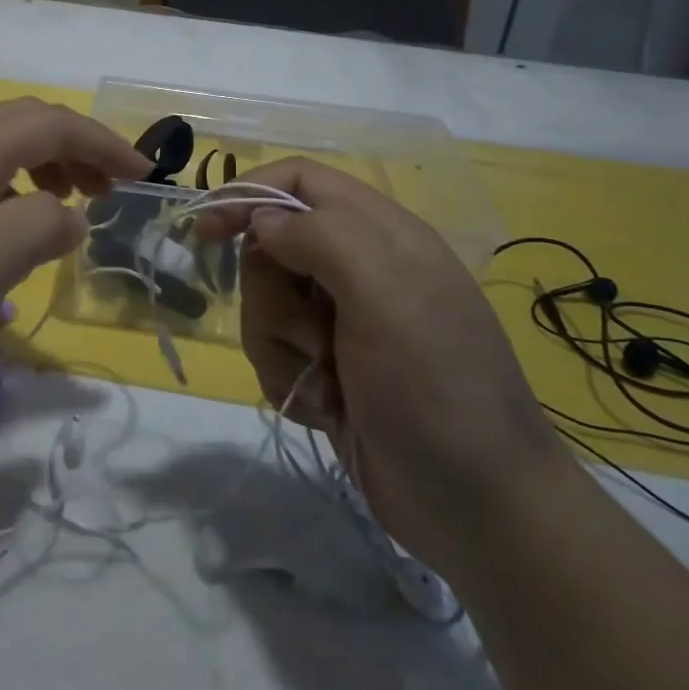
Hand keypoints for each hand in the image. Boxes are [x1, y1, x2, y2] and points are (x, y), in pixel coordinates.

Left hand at [0, 98, 150, 395]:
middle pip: (29, 122)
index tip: (143, 174)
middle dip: (79, 146)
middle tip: (111, 187)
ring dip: (52, 162)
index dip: (102, 143)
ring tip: (75, 202)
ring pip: (8, 145)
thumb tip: (71, 218)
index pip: (50, 124)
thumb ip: (45, 223)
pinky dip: (24, 185)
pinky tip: (27, 222)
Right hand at [206, 158, 563, 577]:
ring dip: (280, 345)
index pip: (298, 179)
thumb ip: (320, 236)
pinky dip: (289, 378)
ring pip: (265, 303)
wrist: (479, 511)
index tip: (209, 230)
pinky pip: (274, 351)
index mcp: (379, 232)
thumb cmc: (435, 387)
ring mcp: (342, 321)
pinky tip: (327, 408)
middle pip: (271, 246)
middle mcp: (358, 267)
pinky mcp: (328, 368)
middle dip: (271, 294)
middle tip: (310, 335)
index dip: (249, 194)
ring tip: (325, 380)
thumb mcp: (385, 293)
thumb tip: (264, 221)